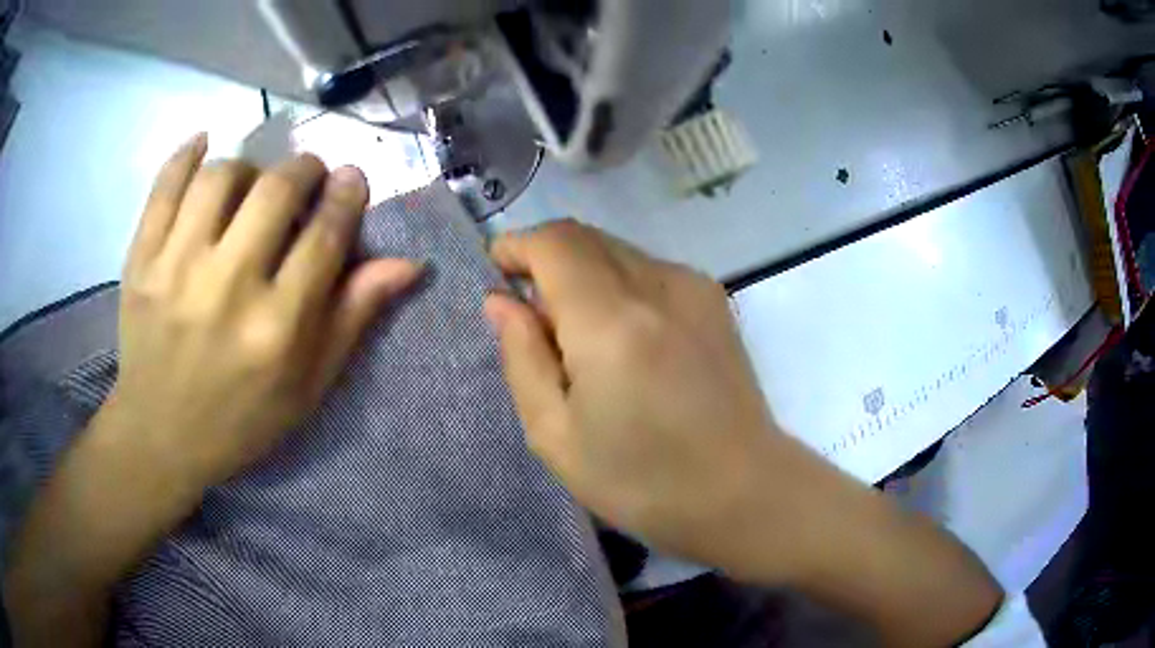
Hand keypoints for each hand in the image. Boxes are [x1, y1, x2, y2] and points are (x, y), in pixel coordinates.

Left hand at [111, 134, 420, 489]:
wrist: (160, 436)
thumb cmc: (241, 420)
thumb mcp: (308, 387)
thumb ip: (353, 318)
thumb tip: (408, 263)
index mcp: (277, 330)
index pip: (325, 236)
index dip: (346, 195)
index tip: (351, 178)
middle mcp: (227, 289)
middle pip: (275, 190)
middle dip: (304, 168)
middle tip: (308, 174)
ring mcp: (175, 269)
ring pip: (222, 176)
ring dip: (249, 167)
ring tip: (251, 183)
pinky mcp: (140, 261)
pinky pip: (165, 185)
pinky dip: (187, 154)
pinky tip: (204, 146)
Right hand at [484, 221, 1002, 645]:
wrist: (766, 500)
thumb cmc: (658, 490)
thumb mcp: (564, 444)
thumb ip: (526, 364)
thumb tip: (506, 303)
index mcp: (619, 324)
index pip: (557, 242)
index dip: (520, 244)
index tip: (498, 268)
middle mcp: (663, 287)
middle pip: (590, 236)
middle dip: (548, 256)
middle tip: (523, 304)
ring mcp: (698, 290)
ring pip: (622, 247)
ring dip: (584, 271)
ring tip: (566, 327)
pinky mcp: (717, 301)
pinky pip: (648, 268)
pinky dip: (615, 283)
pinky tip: (615, 336)